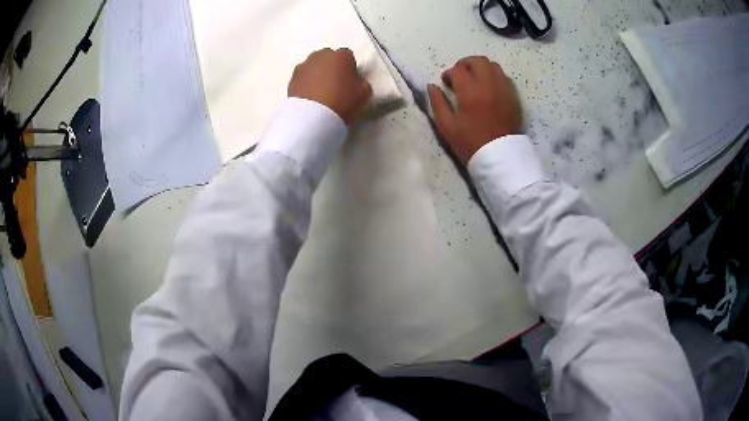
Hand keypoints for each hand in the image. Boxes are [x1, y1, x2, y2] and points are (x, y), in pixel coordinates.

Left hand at [289, 48, 371, 123]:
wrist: (312, 116)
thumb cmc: (342, 101)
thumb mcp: (363, 95)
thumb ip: (362, 84)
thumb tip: (357, 82)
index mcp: (341, 56)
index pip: (348, 55)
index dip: (349, 67)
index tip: (349, 80)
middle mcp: (321, 55)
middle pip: (328, 57)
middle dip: (331, 66)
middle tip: (334, 83)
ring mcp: (304, 65)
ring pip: (314, 65)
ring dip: (317, 72)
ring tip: (320, 90)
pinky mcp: (292, 77)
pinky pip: (303, 76)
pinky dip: (306, 81)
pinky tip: (310, 94)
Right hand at [428, 56, 523, 164]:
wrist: (500, 157)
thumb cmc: (470, 143)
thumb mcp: (447, 126)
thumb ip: (438, 103)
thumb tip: (432, 86)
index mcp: (470, 91)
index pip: (457, 69)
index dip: (449, 73)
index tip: (446, 83)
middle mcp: (488, 85)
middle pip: (478, 61)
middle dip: (466, 64)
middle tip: (460, 75)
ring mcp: (504, 89)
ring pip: (493, 66)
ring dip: (482, 68)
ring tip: (476, 80)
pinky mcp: (513, 96)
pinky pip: (504, 77)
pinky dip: (495, 77)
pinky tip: (490, 89)